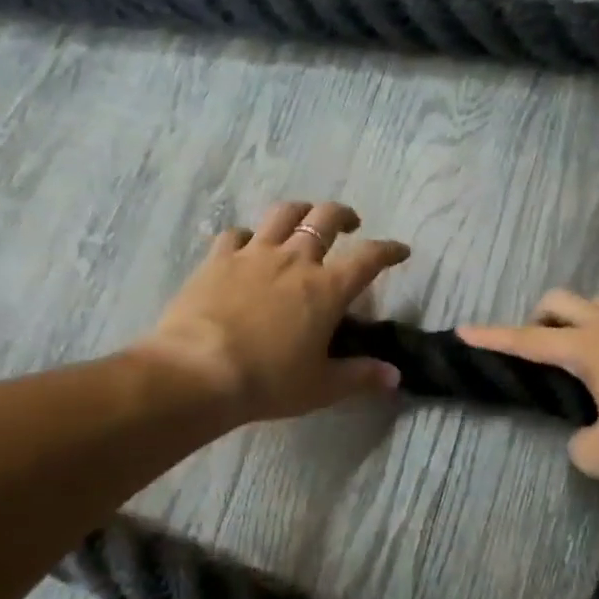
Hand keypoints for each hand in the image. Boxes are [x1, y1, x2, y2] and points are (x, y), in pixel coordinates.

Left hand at [140, 200, 410, 424]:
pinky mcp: (218, 260)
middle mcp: (294, 260)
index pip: (369, 258)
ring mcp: (253, 255)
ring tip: (304, 220)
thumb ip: (360, 376)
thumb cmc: (268, 381)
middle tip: (350, 224)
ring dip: (301, 211)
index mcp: (326, 289)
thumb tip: (395, 377)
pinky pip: (237, 234)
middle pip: (326, 219)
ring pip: (283, 214)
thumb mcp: (321, 387)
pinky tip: (248, 246)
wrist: (198, 371)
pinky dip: (249, 235)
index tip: (400, 250)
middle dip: (344, 215)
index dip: (389, 250)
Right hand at [459, 292, 598, 488]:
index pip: (527, 340)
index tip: (464, 331)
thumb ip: (580, 443)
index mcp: (588, 348)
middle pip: (563, 301)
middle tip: (536, 349)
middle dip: (539, 318)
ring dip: (581, 320)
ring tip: (581, 354)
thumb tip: (589, 435)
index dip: (492, 337)